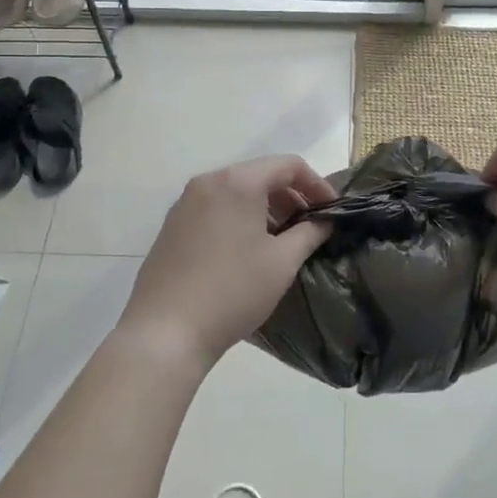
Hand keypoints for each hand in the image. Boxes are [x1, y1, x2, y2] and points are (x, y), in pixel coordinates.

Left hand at [119, 155, 335, 372]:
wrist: (165, 331)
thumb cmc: (232, 291)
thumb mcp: (282, 263)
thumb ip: (310, 233)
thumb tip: (324, 221)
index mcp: (238, 182)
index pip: (288, 165)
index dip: (316, 184)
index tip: (332, 211)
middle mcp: (208, 182)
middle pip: (260, 175)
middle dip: (291, 197)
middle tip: (310, 227)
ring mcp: (185, 203)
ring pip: (236, 192)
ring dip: (265, 208)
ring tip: (281, 241)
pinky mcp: (172, 225)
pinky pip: (215, 208)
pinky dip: (239, 218)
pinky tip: (246, 251)